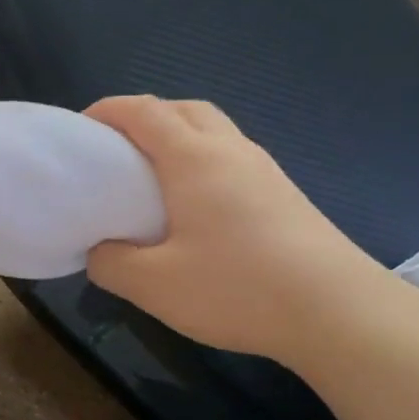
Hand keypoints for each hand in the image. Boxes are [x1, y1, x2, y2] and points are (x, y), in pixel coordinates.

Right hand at [84, 96, 378, 361]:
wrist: (336, 310)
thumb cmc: (237, 288)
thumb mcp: (154, 285)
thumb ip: (112, 264)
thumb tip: (100, 251)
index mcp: (194, 159)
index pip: (143, 112)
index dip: (108, 111)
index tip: (81, 129)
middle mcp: (231, 150)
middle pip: (183, 109)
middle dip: (145, 117)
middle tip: (118, 150)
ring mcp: (264, 170)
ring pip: (214, 131)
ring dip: (179, 136)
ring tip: (155, 178)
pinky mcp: (285, 194)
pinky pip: (233, 158)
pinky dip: (204, 162)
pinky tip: (199, 207)